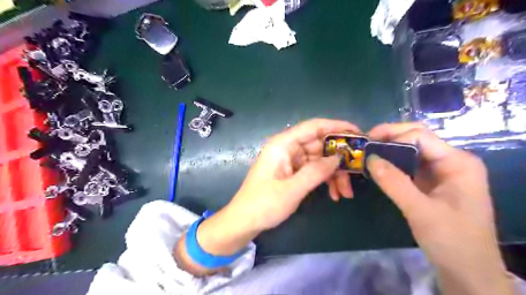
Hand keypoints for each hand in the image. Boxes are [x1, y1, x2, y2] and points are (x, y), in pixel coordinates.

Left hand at [228, 119, 359, 231]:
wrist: (244, 221)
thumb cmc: (263, 204)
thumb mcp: (292, 189)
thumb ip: (316, 172)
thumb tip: (339, 158)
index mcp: (283, 144)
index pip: (314, 126)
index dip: (338, 127)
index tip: (359, 134)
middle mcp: (288, 148)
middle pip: (320, 145)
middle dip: (339, 160)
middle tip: (358, 172)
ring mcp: (291, 160)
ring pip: (320, 160)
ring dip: (334, 174)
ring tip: (346, 193)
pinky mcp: (293, 172)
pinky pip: (314, 171)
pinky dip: (325, 180)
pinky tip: (335, 194)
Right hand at [367, 123, 511, 294]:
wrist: (467, 270)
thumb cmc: (451, 240)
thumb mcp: (420, 210)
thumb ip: (393, 182)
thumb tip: (369, 158)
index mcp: (457, 162)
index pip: (420, 136)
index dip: (392, 135)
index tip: (367, 143)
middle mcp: (451, 161)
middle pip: (416, 139)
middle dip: (390, 138)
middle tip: (365, 144)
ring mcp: (441, 172)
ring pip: (411, 151)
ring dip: (389, 151)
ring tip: (368, 154)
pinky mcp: (432, 182)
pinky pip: (409, 166)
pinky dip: (393, 164)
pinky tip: (378, 167)